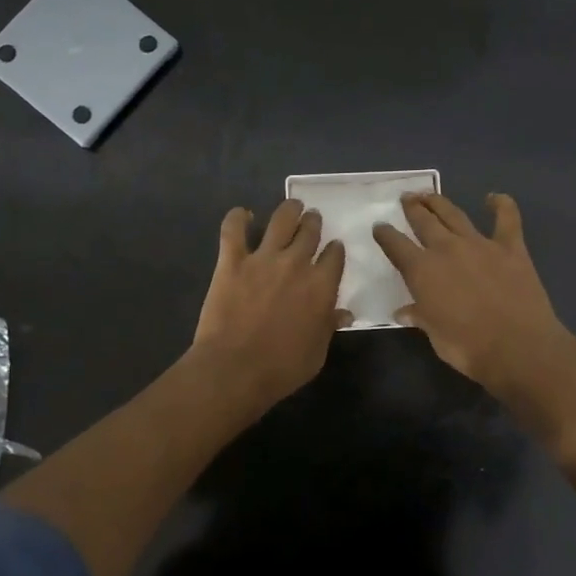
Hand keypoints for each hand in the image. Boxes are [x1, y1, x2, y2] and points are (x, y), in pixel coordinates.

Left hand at [191, 199, 351, 409]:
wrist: (235, 369)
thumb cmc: (282, 368)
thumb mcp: (317, 352)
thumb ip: (329, 326)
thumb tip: (343, 314)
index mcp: (321, 285)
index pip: (335, 255)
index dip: (335, 250)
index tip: (333, 249)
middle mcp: (296, 263)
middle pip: (310, 231)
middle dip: (314, 223)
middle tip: (312, 220)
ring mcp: (263, 258)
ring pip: (281, 220)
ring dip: (289, 210)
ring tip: (292, 206)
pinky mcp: (232, 261)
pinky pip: (233, 229)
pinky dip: (237, 217)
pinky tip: (242, 214)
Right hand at [372, 192, 575, 409]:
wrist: (518, 347)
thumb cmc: (468, 347)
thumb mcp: (434, 335)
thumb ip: (420, 317)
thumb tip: (404, 312)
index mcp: (422, 270)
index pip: (396, 245)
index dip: (385, 234)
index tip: (379, 227)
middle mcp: (447, 249)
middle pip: (423, 221)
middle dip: (412, 208)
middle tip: (407, 198)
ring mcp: (480, 244)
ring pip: (454, 214)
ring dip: (439, 202)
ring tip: (429, 194)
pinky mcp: (511, 247)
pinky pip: (506, 219)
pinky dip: (501, 205)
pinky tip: (494, 198)